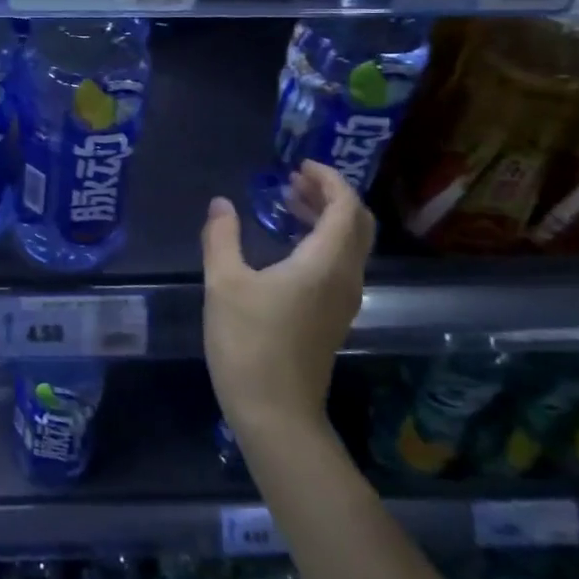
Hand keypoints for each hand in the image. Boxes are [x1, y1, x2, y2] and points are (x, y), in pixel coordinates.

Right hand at [200, 161, 374, 440]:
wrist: (274, 412)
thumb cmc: (249, 342)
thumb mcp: (224, 284)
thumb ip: (221, 237)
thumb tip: (222, 204)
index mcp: (326, 263)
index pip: (345, 206)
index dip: (328, 179)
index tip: (298, 166)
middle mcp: (346, 277)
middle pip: (357, 223)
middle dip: (330, 195)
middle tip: (293, 182)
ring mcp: (344, 300)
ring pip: (350, 245)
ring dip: (326, 218)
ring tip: (288, 205)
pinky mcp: (334, 317)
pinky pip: (340, 264)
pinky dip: (322, 242)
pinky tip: (288, 246)